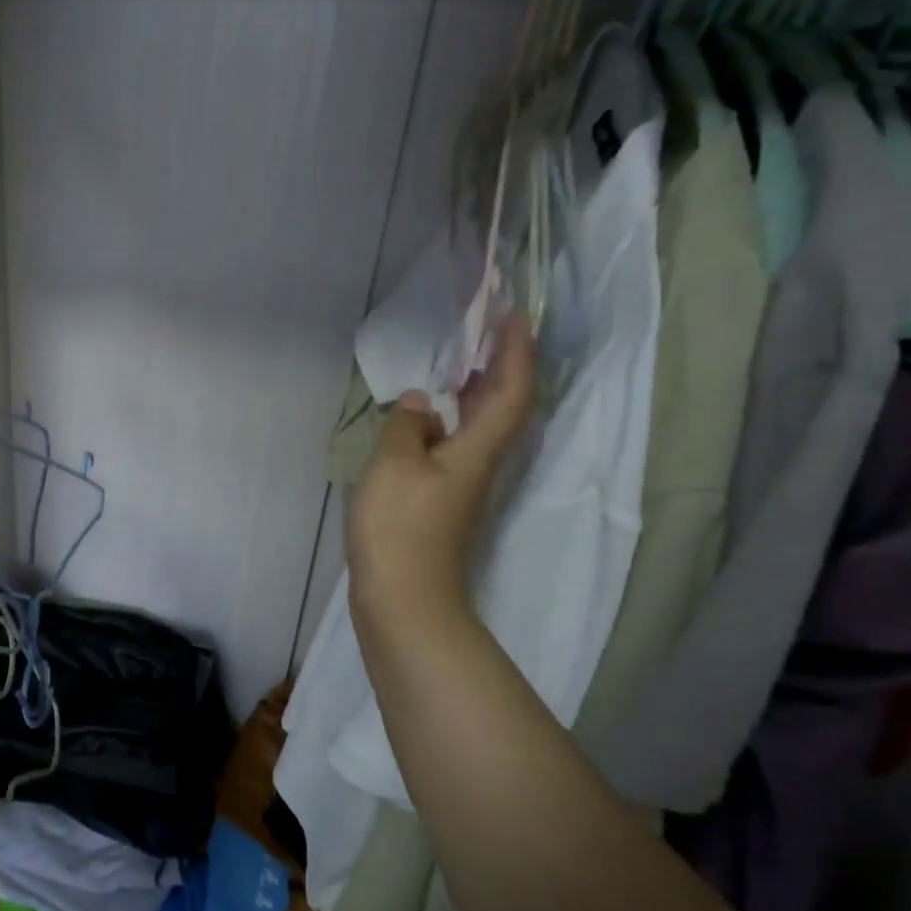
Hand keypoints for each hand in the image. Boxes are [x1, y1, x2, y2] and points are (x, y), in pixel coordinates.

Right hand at [346, 313, 535, 627]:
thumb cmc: (400, 526)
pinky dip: (443, 421)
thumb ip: (406, 426)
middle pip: (502, 407)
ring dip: (472, 392)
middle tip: (483, 330)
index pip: (511, 391)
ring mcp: (460, 484)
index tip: (511, 315)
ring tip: (453, 364)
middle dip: (499, 365)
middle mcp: (479, 463)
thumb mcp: (394, 466)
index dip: (516, 352)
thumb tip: (419, 401)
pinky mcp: (440, 500)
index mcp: (477, 450)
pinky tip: (420, 419)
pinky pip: (452, 446)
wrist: (403, 596)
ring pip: (477, 427)